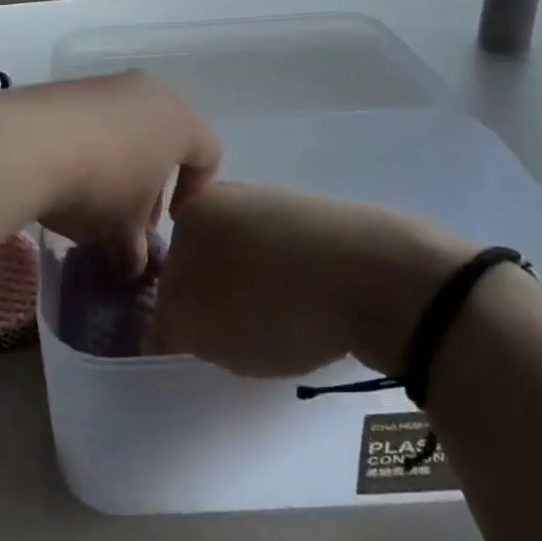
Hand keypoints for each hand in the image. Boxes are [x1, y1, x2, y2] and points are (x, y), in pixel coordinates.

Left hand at [0, 72, 220, 270]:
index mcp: (180, 121)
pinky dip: (89, 143)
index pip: (208, 155)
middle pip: (166, 138)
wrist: (23, 144)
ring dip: (119, 161)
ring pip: (128, 125)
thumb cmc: (97, 187)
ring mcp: (106, 83)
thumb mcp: (120, 231)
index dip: (194, 193)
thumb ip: (134, 250)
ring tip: (94, 196)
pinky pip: (92, 117)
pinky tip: (65, 171)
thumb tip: (132, 266)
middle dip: (152, 180)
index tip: (168, 222)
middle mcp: (149, 92)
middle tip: (131, 215)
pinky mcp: (68, 85)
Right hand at [147, 181, 477, 377]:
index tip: (195, 345)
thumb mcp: (199, 329)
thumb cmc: (272, 302)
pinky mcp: (324, 223)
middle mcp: (233, 195)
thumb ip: (165, 328)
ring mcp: (282, 203)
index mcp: (195, 210)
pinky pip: (290, 264)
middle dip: (214, 302)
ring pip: (249, 263)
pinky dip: (291, 291)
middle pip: (207, 263)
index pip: (164, 271)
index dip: (175, 315)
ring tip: (278, 333)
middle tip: (234, 342)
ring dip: (253, 298)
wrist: (381, 278)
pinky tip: (310, 315)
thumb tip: (160, 328)